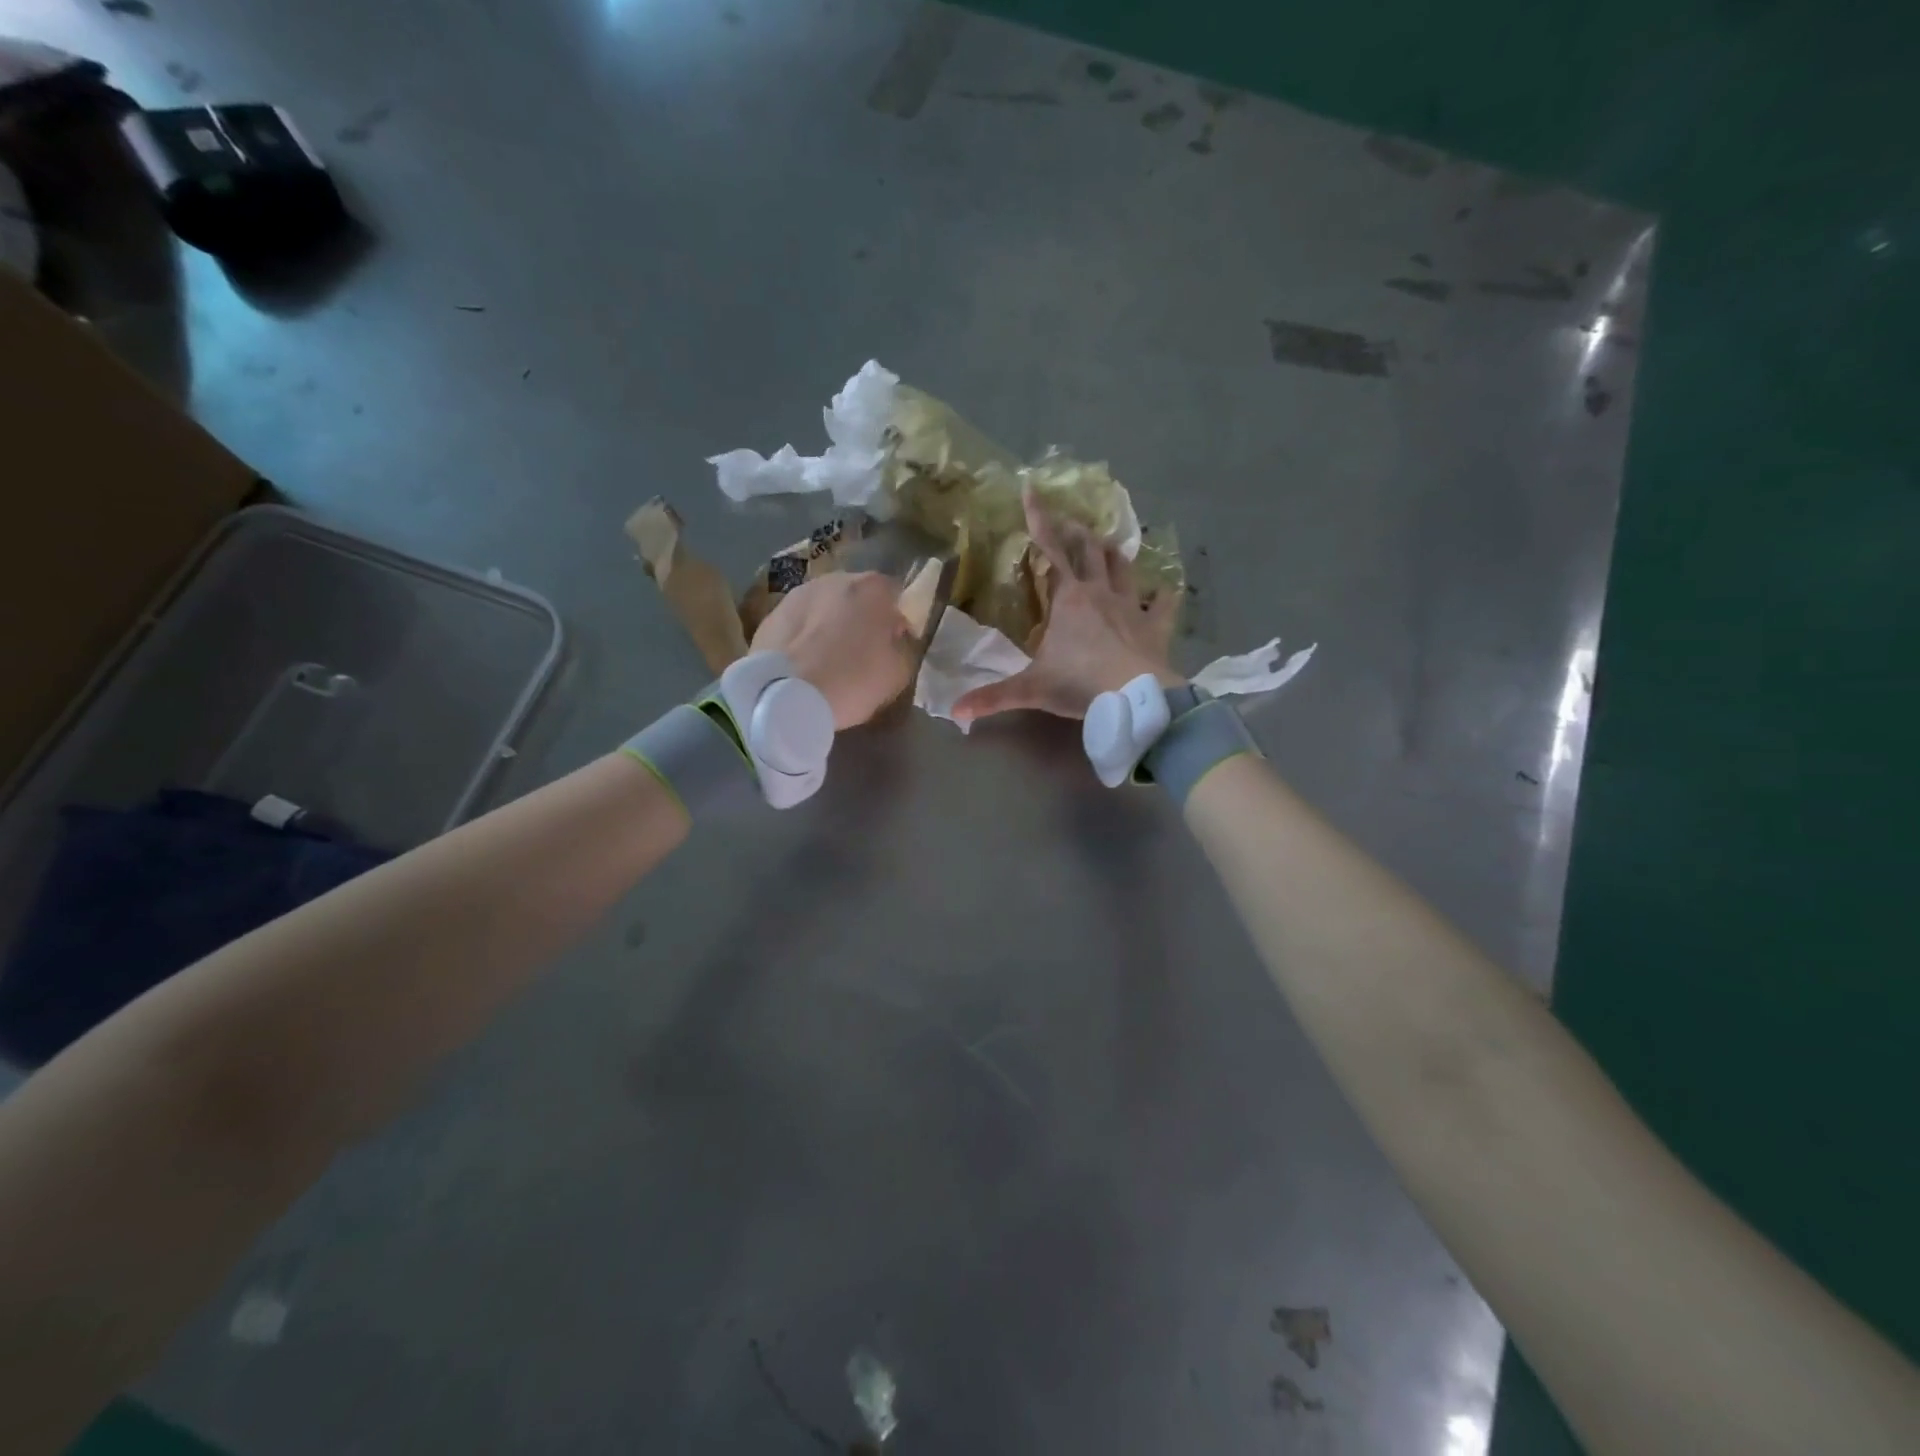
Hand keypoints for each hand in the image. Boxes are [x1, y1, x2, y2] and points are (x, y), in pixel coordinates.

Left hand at [751, 571, 915, 728]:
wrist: (784, 697)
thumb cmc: (851, 681)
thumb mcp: (897, 672)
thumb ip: (901, 647)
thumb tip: (892, 638)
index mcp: (872, 589)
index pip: (895, 595)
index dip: (896, 621)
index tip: (894, 644)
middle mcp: (835, 579)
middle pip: (856, 596)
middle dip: (861, 618)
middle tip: (861, 651)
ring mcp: (798, 594)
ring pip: (824, 607)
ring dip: (829, 624)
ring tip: (828, 658)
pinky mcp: (770, 614)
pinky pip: (799, 623)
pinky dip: (804, 636)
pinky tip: (803, 663)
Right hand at [953, 488, 1183, 724]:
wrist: (1135, 698)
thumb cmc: (1080, 684)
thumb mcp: (1032, 690)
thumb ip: (993, 697)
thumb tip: (954, 711)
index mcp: (1068, 599)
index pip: (1050, 549)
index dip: (1039, 518)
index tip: (1031, 489)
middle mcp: (1100, 593)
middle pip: (1089, 550)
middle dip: (1077, 532)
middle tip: (1071, 524)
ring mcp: (1131, 606)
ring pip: (1124, 567)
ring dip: (1114, 553)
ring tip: (1108, 544)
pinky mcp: (1156, 626)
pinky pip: (1162, 603)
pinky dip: (1163, 595)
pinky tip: (1165, 590)